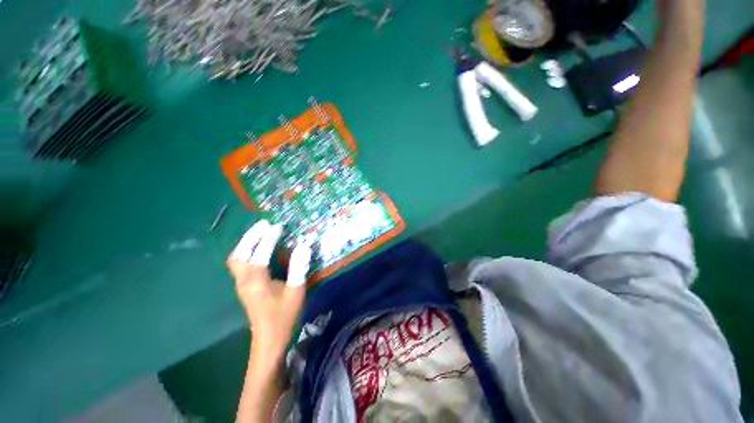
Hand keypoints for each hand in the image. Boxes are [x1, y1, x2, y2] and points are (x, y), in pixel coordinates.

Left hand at [227, 220, 310, 353]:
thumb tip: (304, 246)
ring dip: (246, 243)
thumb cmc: (284, 316)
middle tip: (264, 223)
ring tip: (260, 231)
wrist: (269, 340)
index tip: (278, 226)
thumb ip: (299, 268)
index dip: (268, 239)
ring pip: (236, 258)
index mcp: (256, 282)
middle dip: (251, 236)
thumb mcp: (296, 292)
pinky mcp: (244, 286)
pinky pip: (240, 263)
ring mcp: (241, 284)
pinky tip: (257, 247)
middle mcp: (244, 280)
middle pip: (239, 254)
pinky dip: (246, 251)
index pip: (260, 254)